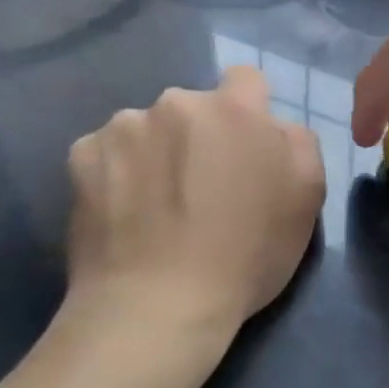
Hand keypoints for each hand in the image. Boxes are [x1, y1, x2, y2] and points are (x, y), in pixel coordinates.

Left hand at [64, 67, 324, 372]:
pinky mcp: (81, 156)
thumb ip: (299, 144)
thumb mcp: (306, 200)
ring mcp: (122, 127)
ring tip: (157, 205)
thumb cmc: (245, 256)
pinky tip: (124, 212)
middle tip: (202, 187)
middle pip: (195, 107)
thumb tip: (275, 127)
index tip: (245, 151)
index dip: (250, 112)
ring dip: (157, 151)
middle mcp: (176, 103)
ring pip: (149, 127)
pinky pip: (108, 151)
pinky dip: (117, 172)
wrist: (156, 307)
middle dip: (201, 135)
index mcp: (234, 109)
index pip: (246, 80)